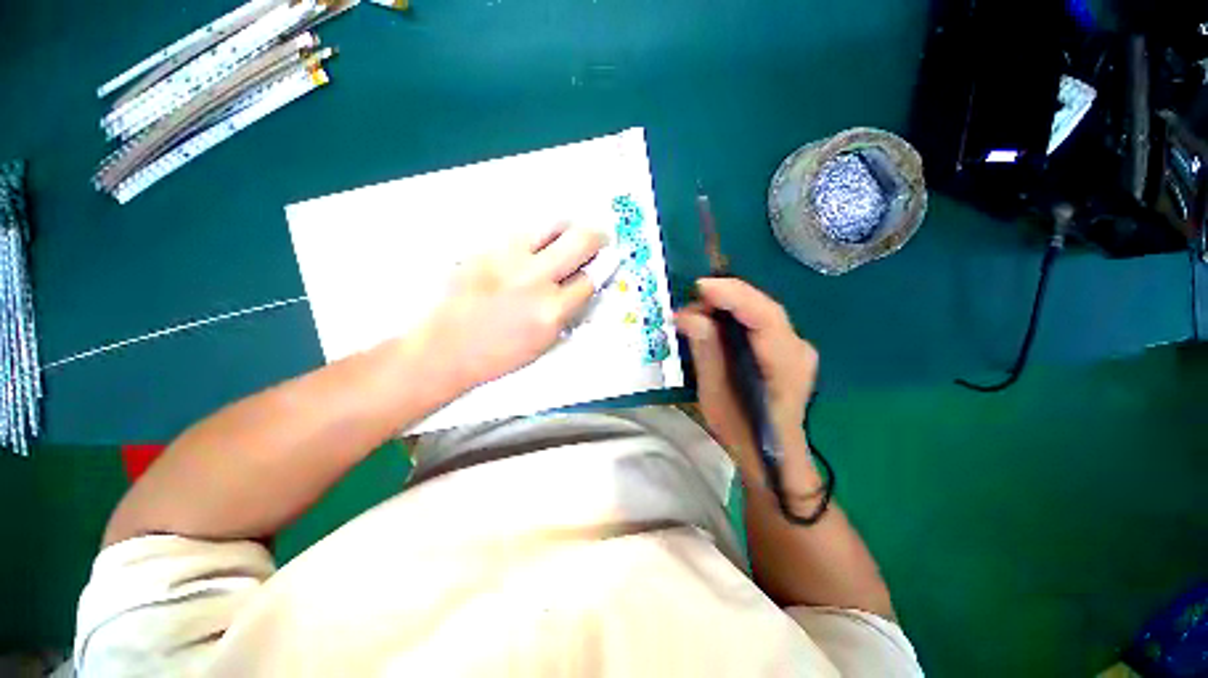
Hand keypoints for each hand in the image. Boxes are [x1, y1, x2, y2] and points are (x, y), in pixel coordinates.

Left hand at [414, 223, 604, 391]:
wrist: (446, 349)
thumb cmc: (497, 356)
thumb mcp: (544, 342)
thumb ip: (567, 312)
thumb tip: (582, 288)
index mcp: (552, 311)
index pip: (590, 279)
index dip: (602, 270)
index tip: (605, 262)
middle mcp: (535, 279)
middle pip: (580, 242)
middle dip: (596, 238)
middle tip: (598, 240)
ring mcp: (509, 259)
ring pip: (552, 225)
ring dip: (567, 229)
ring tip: (567, 235)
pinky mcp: (487, 250)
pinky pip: (522, 232)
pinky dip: (536, 236)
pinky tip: (534, 247)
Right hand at [675, 278, 819, 494]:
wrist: (773, 456)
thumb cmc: (743, 432)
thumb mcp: (715, 396)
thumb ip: (706, 353)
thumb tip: (687, 315)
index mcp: (786, 365)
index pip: (765, 316)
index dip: (733, 295)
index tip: (700, 287)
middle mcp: (798, 348)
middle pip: (763, 308)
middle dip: (724, 298)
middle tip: (689, 305)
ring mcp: (796, 346)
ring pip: (760, 311)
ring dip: (727, 305)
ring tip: (695, 312)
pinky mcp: (786, 348)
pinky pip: (758, 321)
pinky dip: (734, 315)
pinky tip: (713, 320)